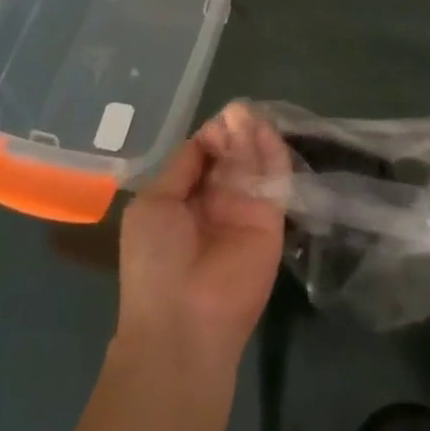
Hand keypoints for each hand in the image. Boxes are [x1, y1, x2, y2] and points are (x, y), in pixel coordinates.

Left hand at [114, 104, 288, 370]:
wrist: (184, 321)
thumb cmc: (156, 263)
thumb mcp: (154, 205)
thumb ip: (182, 168)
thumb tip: (207, 134)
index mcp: (185, 198)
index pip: (205, 154)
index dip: (213, 134)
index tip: (222, 118)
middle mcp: (218, 200)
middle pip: (232, 153)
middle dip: (235, 131)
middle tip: (241, 109)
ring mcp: (247, 208)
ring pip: (254, 162)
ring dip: (254, 136)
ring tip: (253, 113)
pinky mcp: (273, 218)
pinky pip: (275, 179)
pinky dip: (273, 152)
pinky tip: (267, 130)